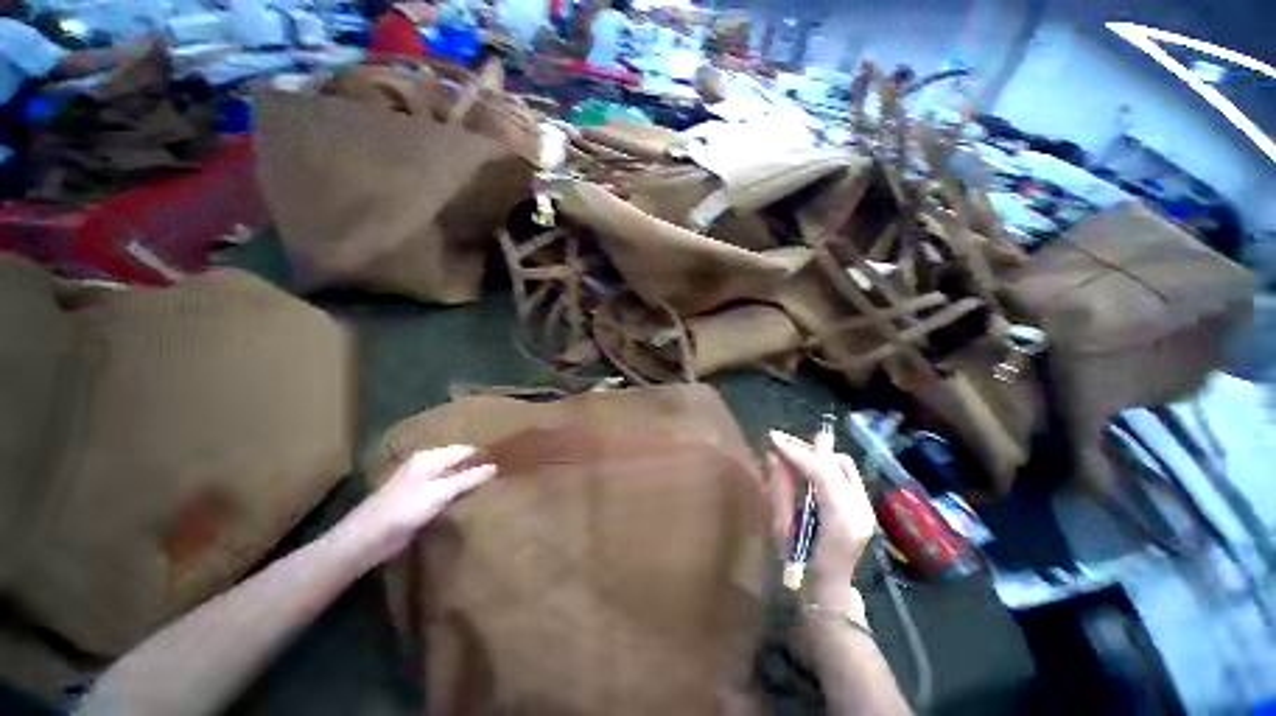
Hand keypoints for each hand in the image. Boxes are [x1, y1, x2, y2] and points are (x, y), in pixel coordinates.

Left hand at [334, 446, 496, 565]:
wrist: (367, 538)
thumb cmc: (404, 509)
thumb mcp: (439, 492)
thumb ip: (467, 479)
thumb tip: (494, 467)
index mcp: (430, 457)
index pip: (464, 450)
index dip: (483, 456)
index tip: (504, 464)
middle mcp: (427, 465)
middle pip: (459, 462)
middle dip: (477, 468)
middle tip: (500, 477)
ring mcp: (422, 483)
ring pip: (453, 477)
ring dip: (468, 482)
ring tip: (491, 487)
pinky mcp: (420, 500)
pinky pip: (446, 492)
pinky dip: (458, 494)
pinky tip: (469, 500)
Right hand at [765, 430, 876, 607]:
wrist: (827, 596)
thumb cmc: (799, 569)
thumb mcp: (782, 528)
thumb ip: (779, 489)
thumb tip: (772, 456)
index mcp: (841, 521)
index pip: (822, 472)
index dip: (796, 451)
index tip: (772, 438)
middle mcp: (861, 511)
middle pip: (836, 463)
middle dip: (805, 449)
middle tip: (778, 442)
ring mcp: (866, 509)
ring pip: (842, 465)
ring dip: (814, 455)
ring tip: (788, 451)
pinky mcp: (863, 508)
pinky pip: (843, 475)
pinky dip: (822, 465)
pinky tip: (803, 466)